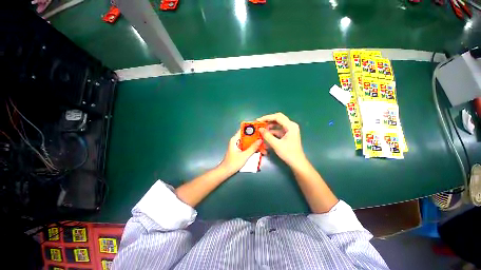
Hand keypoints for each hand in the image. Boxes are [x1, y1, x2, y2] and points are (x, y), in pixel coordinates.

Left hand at [219, 130, 261, 174]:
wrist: (226, 171)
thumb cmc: (233, 163)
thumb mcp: (244, 155)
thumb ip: (252, 148)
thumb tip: (260, 140)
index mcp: (235, 139)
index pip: (243, 129)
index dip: (251, 127)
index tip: (259, 127)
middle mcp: (237, 140)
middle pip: (247, 135)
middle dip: (256, 137)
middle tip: (264, 137)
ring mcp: (238, 145)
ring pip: (248, 141)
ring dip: (255, 143)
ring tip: (264, 145)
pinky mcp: (240, 149)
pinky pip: (248, 146)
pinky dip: (253, 147)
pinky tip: (260, 150)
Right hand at [257, 113, 306, 167]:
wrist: (297, 162)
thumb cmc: (288, 153)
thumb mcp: (276, 144)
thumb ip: (267, 136)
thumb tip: (260, 129)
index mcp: (291, 126)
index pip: (277, 117)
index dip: (267, 118)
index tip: (258, 120)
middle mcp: (291, 125)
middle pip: (278, 118)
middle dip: (268, 120)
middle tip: (259, 122)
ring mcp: (290, 129)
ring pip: (278, 123)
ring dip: (270, 125)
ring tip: (262, 128)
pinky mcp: (287, 134)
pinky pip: (278, 129)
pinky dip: (272, 130)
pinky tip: (266, 134)